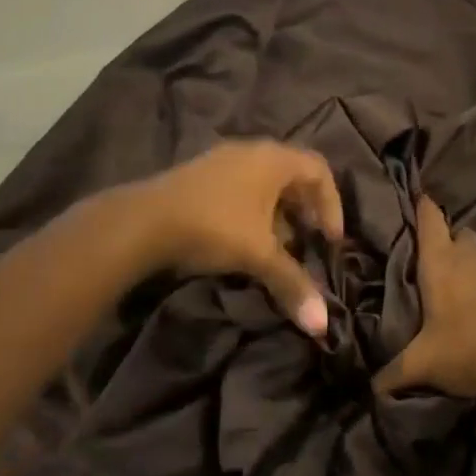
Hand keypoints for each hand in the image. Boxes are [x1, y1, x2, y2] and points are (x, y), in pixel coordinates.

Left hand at [127, 140, 343, 335]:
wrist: (143, 221)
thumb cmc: (214, 227)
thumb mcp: (258, 255)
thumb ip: (292, 284)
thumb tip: (323, 325)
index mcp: (274, 159)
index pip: (320, 170)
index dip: (332, 205)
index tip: (330, 240)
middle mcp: (251, 151)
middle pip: (293, 174)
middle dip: (305, 210)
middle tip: (308, 242)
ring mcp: (222, 159)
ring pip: (264, 182)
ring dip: (278, 213)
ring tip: (277, 247)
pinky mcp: (200, 174)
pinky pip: (241, 186)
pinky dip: (253, 210)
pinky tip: (243, 240)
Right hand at [374, 197, 475, 397]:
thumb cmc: (470, 347)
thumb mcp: (426, 364)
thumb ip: (396, 373)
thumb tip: (372, 389)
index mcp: (440, 262)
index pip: (429, 219)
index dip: (423, 207)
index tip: (418, 197)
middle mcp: (471, 254)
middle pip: (459, 235)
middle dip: (449, 244)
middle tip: (439, 269)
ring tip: (469, 295)